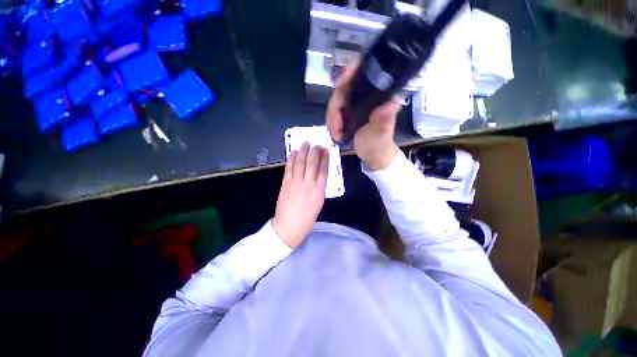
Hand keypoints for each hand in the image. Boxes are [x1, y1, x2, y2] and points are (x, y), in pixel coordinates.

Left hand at [272, 142, 329, 248]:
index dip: (324, 158)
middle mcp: (309, 184)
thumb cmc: (307, 217)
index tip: (325, 150)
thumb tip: (319, 175)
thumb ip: (319, 188)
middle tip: (316, 144)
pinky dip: (292, 159)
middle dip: (314, 151)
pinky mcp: (286, 183)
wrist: (289, 226)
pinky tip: (294, 152)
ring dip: (303, 151)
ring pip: (300, 163)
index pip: (323, 170)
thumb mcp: (319, 203)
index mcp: (319, 190)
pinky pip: (289, 168)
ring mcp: (296, 182)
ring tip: (305, 143)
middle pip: (312, 163)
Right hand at [326, 66, 400, 170]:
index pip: (362, 75)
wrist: (373, 155)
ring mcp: (354, 104)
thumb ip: (383, 120)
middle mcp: (364, 96)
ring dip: (332, 120)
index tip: (339, 84)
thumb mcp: (380, 134)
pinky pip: (333, 112)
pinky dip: (332, 123)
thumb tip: (392, 102)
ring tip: (336, 135)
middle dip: (334, 110)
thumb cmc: (378, 144)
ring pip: (335, 102)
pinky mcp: (347, 112)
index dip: (349, 75)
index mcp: (377, 96)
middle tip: (336, 130)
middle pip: (342, 90)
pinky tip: (336, 133)